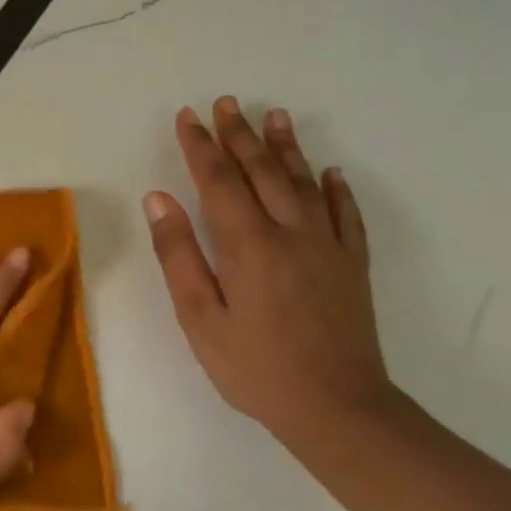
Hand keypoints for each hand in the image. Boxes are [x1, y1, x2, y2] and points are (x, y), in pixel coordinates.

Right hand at [144, 96, 392, 442]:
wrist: (337, 408)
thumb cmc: (254, 367)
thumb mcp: (200, 317)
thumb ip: (178, 254)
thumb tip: (158, 199)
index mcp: (248, 245)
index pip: (219, 181)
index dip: (201, 147)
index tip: (188, 116)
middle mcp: (290, 233)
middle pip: (262, 172)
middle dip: (239, 135)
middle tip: (225, 103)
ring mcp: (327, 247)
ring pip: (304, 183)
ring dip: (286, 147)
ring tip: (273, 116)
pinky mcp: (351, 266)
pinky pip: (345, 215)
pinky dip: (336, 189)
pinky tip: (330, 172)